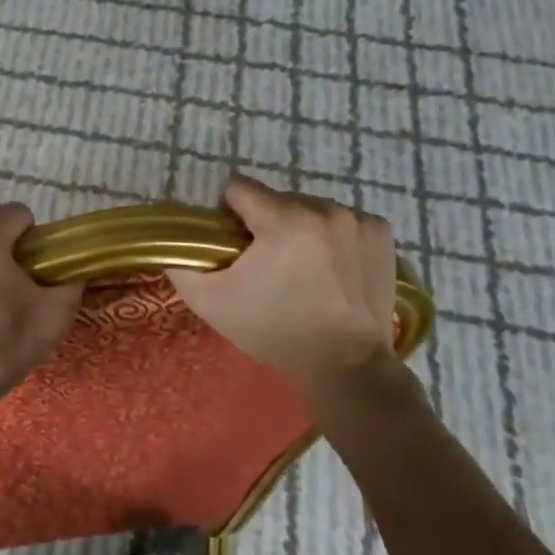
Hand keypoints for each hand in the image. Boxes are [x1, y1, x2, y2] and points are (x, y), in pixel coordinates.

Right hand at [167, 175, 399, 404]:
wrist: (346, 367)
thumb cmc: (275, 331)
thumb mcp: (212, 303)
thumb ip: (182, 265)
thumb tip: (173, 243)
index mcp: (283, 220)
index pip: (239, 188)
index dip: (227, 213)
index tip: (232, 243)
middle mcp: (323, 209)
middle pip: (276, 199)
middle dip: (265, 223)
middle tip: (266, 264)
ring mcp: (357, 220)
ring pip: (309, 207)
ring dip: (299, 227)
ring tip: (302, 268)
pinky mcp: (381, 233)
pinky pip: (343, 219)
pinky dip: (333, 235)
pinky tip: (331, 267)